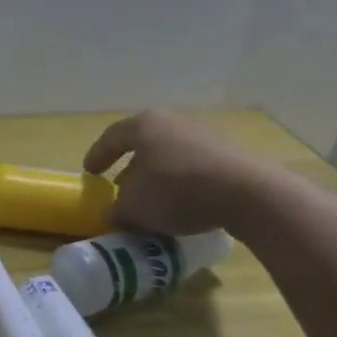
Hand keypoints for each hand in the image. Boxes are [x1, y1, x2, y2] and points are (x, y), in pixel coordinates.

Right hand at [83, 111, 273, 236]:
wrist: (247, 194)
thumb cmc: (176, 190)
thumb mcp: (135, 207)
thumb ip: (118, 210)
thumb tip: (115, 214)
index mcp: (144, 124)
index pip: (112, 137)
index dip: (97, 155)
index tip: (89, 173)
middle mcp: (173, 122)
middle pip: (143, 145)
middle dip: (130, 168)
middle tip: (120, 188)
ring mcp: (204, 135)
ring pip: (170, 156)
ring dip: (158, 178)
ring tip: (152, 202)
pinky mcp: (229, 154)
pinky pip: (194, 168)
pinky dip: (182, 184)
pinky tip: (182, 205)